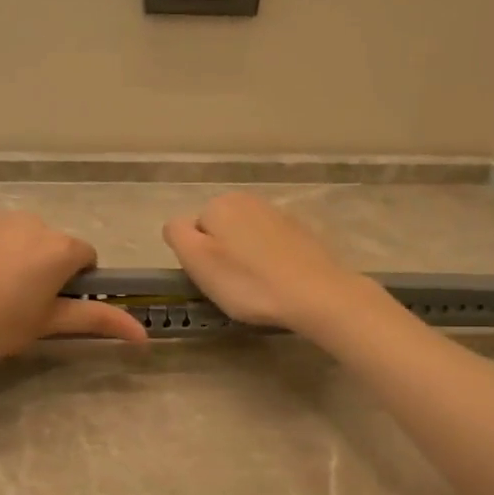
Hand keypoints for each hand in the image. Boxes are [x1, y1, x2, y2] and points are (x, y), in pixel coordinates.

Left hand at [0, 210, 147, 372]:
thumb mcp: (45, 325)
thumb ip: (97, 321)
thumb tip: (144, 334)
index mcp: (59, 248)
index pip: (86, 258)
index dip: (74, 283)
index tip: (51, 307)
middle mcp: (32, 221)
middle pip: (51, 245)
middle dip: (43, 269)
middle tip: (17, 306)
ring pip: (18, 237)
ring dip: (14, 257)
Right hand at [162, 193, 372, 335]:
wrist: (316, 295)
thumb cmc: (248, 282)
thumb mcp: (197, 261)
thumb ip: (177, 235)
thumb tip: (177, 225)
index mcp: (220, 204)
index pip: (190, 230)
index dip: (197, 258)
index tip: (211, 279)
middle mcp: (248, 200)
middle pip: (219, 231)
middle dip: (221, 255)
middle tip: (232, 286)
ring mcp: (278, 214)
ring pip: (245, 239)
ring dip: (245, 259)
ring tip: (256, 287)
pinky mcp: (301, 233)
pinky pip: (271, 247)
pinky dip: (269, 262)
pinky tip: (278, 283)